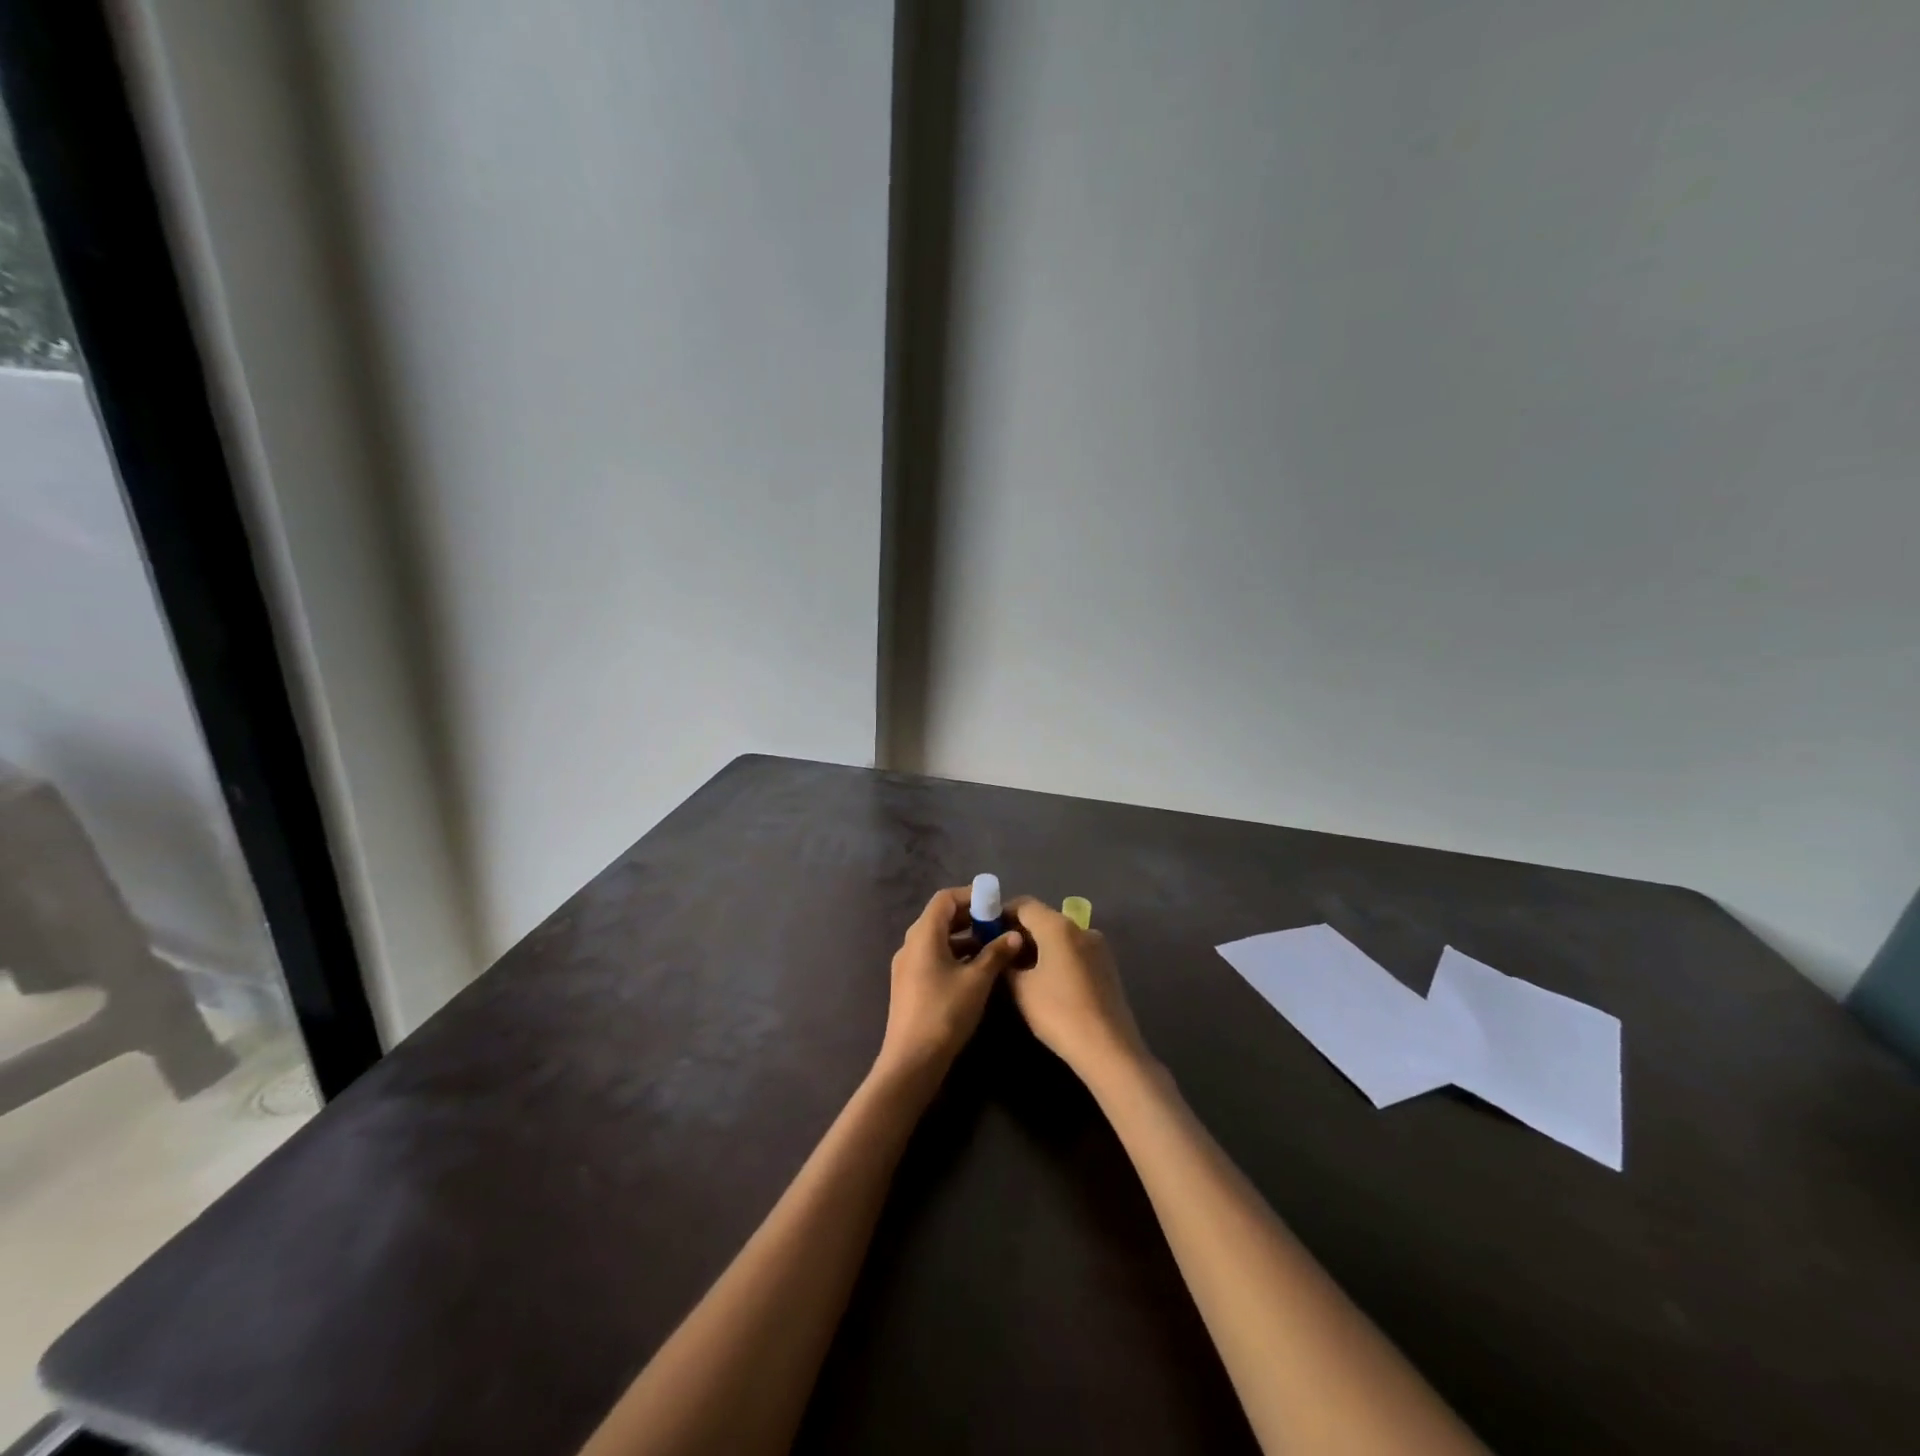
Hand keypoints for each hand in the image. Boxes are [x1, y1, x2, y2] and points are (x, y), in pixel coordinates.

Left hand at [875, 885, 1022, 1088]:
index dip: (970, 895)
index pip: (945, 899)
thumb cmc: (946, 1012)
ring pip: (937, 939)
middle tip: (997, 924)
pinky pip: (932, 957)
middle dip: (969, 917)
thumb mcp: (978, 980)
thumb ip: (996, 953)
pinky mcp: (909, 984)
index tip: (995, 903)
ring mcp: (907, 965)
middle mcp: (911, 944)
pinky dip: (953, 955)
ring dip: (963, 938)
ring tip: (992, 946)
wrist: (912, 1060)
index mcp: (923, 935)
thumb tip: (1014, 934)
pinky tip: (975, 970)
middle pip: (939, 917)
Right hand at [1004, 896, 1150, 1086]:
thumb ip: (1007, 962)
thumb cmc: (1058, 1013)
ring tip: (1020, 971)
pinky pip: (1074, 951)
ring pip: (1060, 936)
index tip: (985, 932)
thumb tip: (1004, 951)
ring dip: (1038, 946)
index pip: (1024, 904)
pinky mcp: (1106, 966)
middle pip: (1044, 918)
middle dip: (1020, 932)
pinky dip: (1056, 957)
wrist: (1108, 1049)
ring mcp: (1098, 947)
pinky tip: (1046, 982)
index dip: (1001, 913)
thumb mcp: (1021, 988)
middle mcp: (1081, 928)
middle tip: (999, 954)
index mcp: (1059, 926)